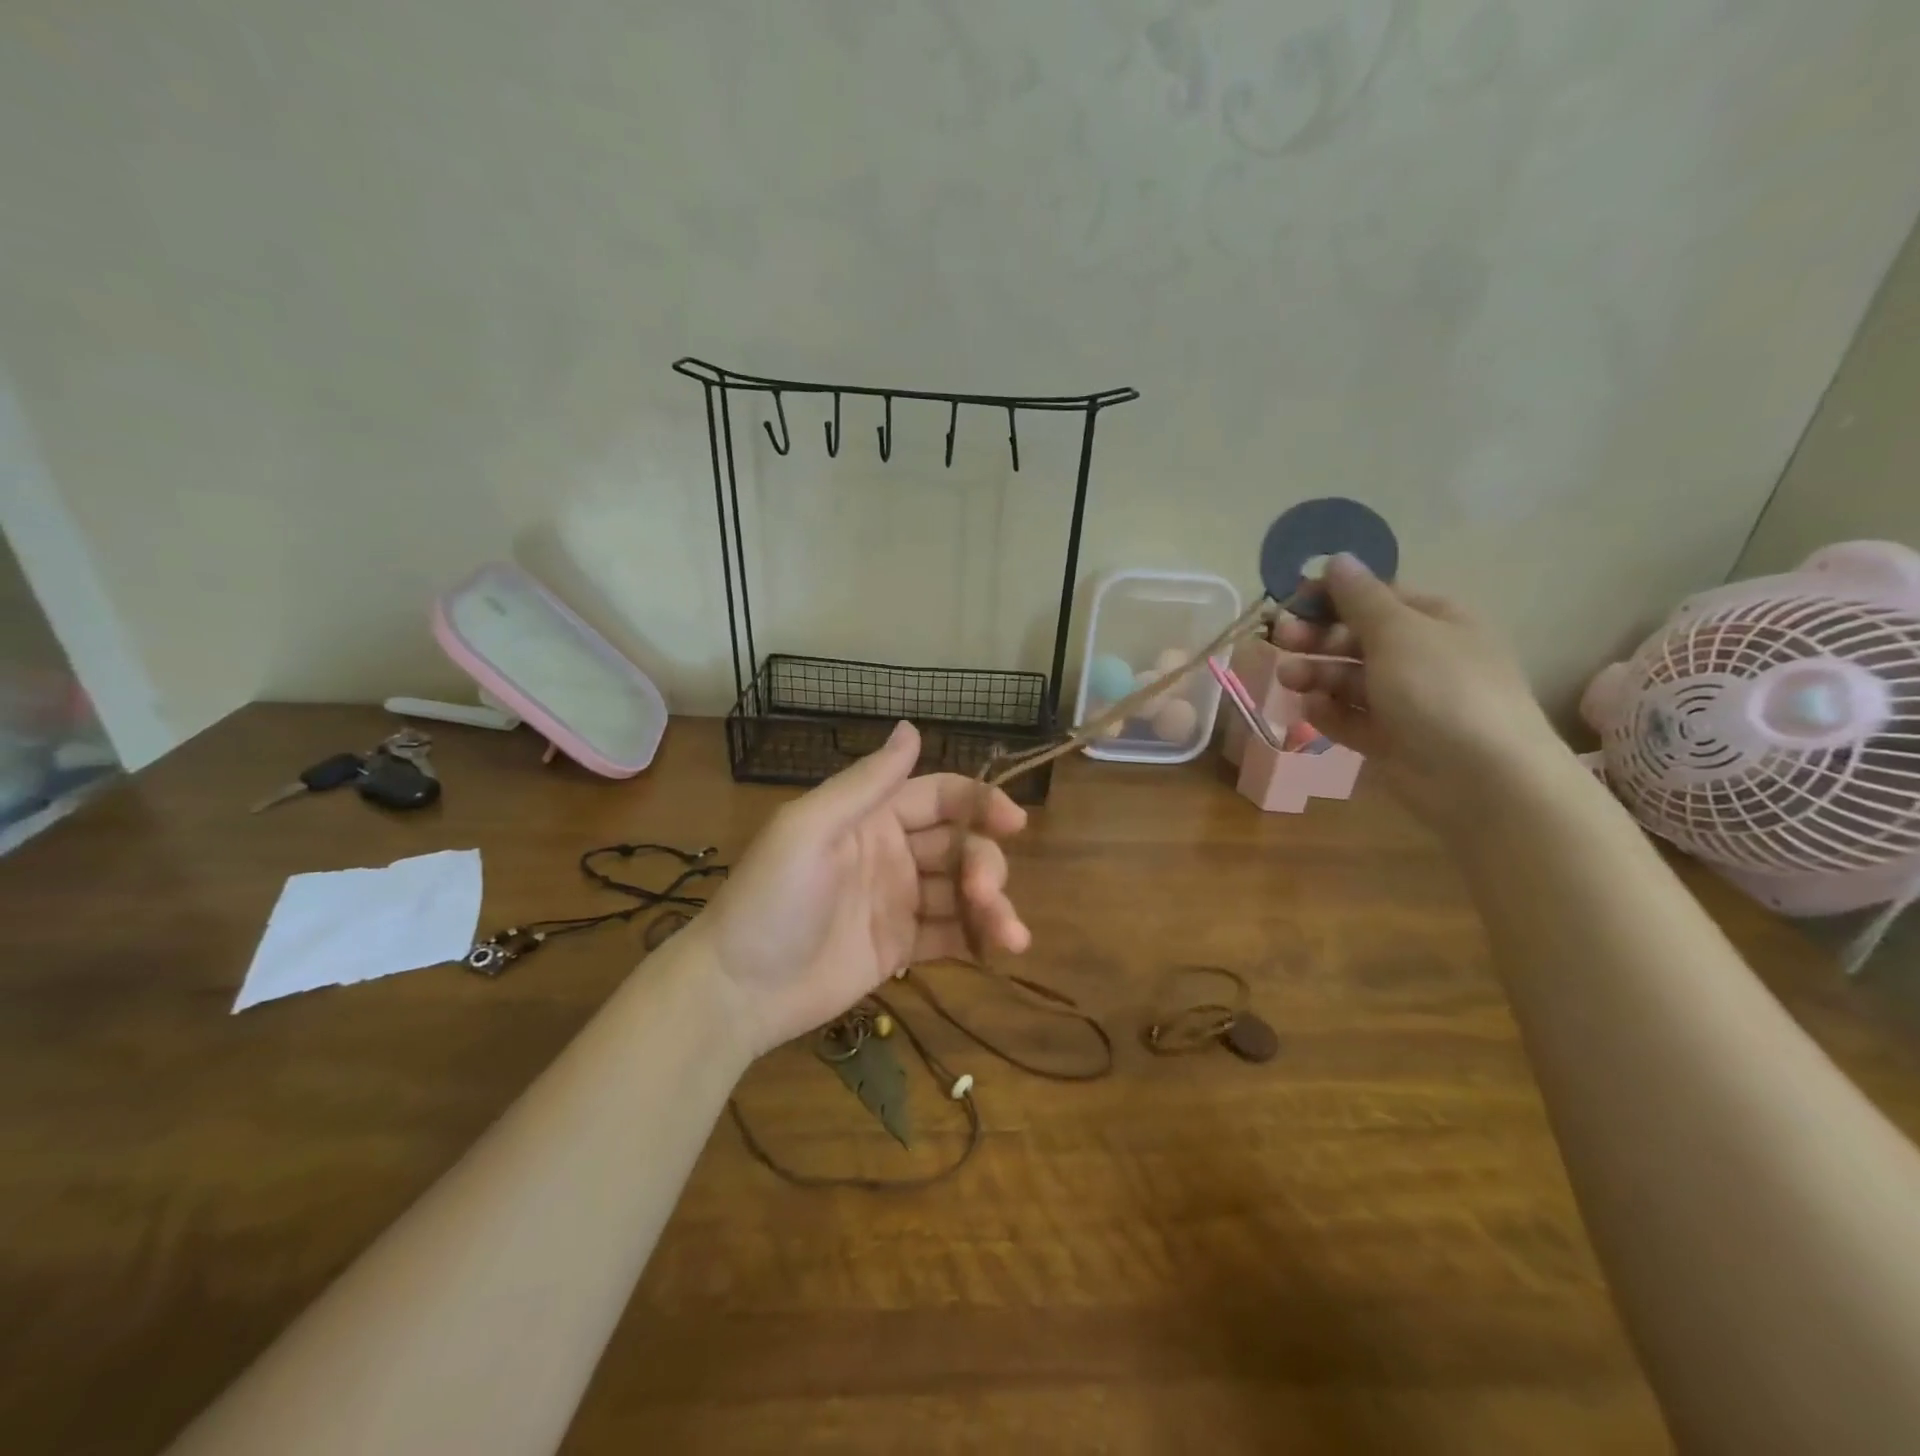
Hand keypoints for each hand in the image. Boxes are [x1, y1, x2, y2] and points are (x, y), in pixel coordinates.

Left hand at [692, 721, 1030, 1056]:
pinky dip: (979, 939)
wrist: (737, 990)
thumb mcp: (809, 829)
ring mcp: (899, 902)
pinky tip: (999, 950)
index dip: (981, 802)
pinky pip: (951, 935)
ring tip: (1011, 938)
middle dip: (984, 865)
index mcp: (872, 817)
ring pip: (963, 893)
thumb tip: (911, 726)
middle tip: (985, 893)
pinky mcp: (902, 948)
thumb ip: (865, 784)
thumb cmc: (770, 899)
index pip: (940, 797)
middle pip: (960, 846)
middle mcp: (893, 853)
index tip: (1015, 821)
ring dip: (993, 907)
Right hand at [1272, 554, 1567, 827]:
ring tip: (1288, 680)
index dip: (1332, 596)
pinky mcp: (1390, 739)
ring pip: (1348, 679)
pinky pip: (1350, 718)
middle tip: (1281, 639)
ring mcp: (1406, 701)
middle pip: (1356, 638)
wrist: (1483, 779)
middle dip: (1316, 637)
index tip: (1292, 602)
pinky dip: (1328, 713)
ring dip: (1315, 674)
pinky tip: (1309, 711)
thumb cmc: (1442, 690)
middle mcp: (1420, 656)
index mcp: (1434, 620)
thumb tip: (1337, 559)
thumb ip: (1360, 598)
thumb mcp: (1398, 632)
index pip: (1375, 597)